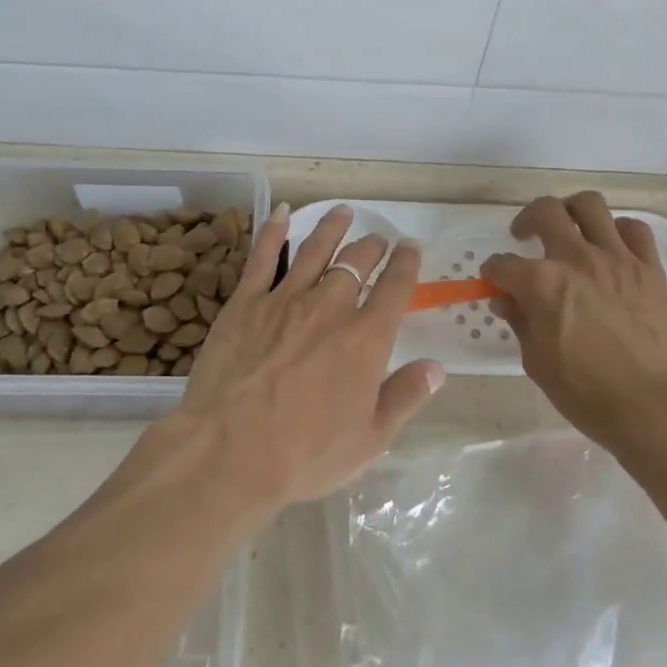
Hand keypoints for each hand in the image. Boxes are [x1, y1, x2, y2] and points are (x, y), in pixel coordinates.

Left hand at [173, 204, 444, 515]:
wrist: (230, 451)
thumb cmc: (305, 454)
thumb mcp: (369, 439)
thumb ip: (405, 396)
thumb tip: (436, 367)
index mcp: (366, 338)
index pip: (395, 287)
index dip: (407, 263)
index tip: (412, 247)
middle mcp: (330, 307)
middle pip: (357, 262)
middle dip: (372, 246)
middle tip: (378, 239)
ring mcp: (285, 299)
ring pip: (315, 250)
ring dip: (333, 228)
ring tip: (343, 212)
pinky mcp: (246, 302)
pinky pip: (263, 257)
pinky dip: (274, 231)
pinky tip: (281, 213)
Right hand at [483, 192, 666, 455]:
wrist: (656, 407)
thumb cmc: (588, 394)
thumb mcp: (537, 363)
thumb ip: (520, 322)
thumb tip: (506, 299)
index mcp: (542, 284)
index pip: (503, 264)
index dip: (494, 271)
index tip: (495, 280)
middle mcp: (577, 259)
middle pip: (545, 212)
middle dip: (527, 219)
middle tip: (526, 235)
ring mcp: (617, 258)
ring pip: (590, 205)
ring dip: (572, 211)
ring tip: (570, 227)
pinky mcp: (650, 268)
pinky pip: (634, 229)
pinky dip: (618, 230)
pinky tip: (612, 246)